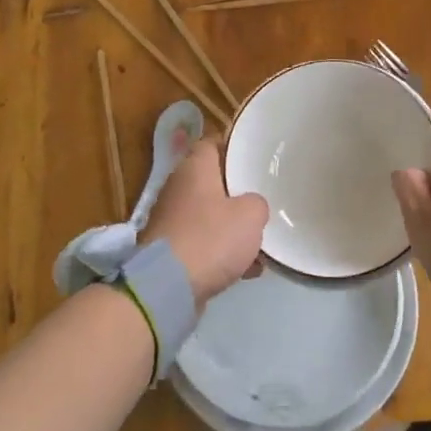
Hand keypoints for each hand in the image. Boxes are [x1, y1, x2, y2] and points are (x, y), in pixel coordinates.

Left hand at [139, 139, 268, 307]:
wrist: (167, 287)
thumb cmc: (211, 238)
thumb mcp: (251, 215)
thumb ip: (257, 204)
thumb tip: (251, 207)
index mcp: (194, 168)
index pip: (213, 143)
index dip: (233, 146)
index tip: (255, 155)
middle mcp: (178, 188)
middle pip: (212, 181)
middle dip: (237, 192)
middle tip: (263, 198)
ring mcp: (171, 220)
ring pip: (209, 215)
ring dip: (232, 227)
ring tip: (260, 242)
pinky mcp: (170, 251)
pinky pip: (203, 243)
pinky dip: (222, 252)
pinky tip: (247, 269)